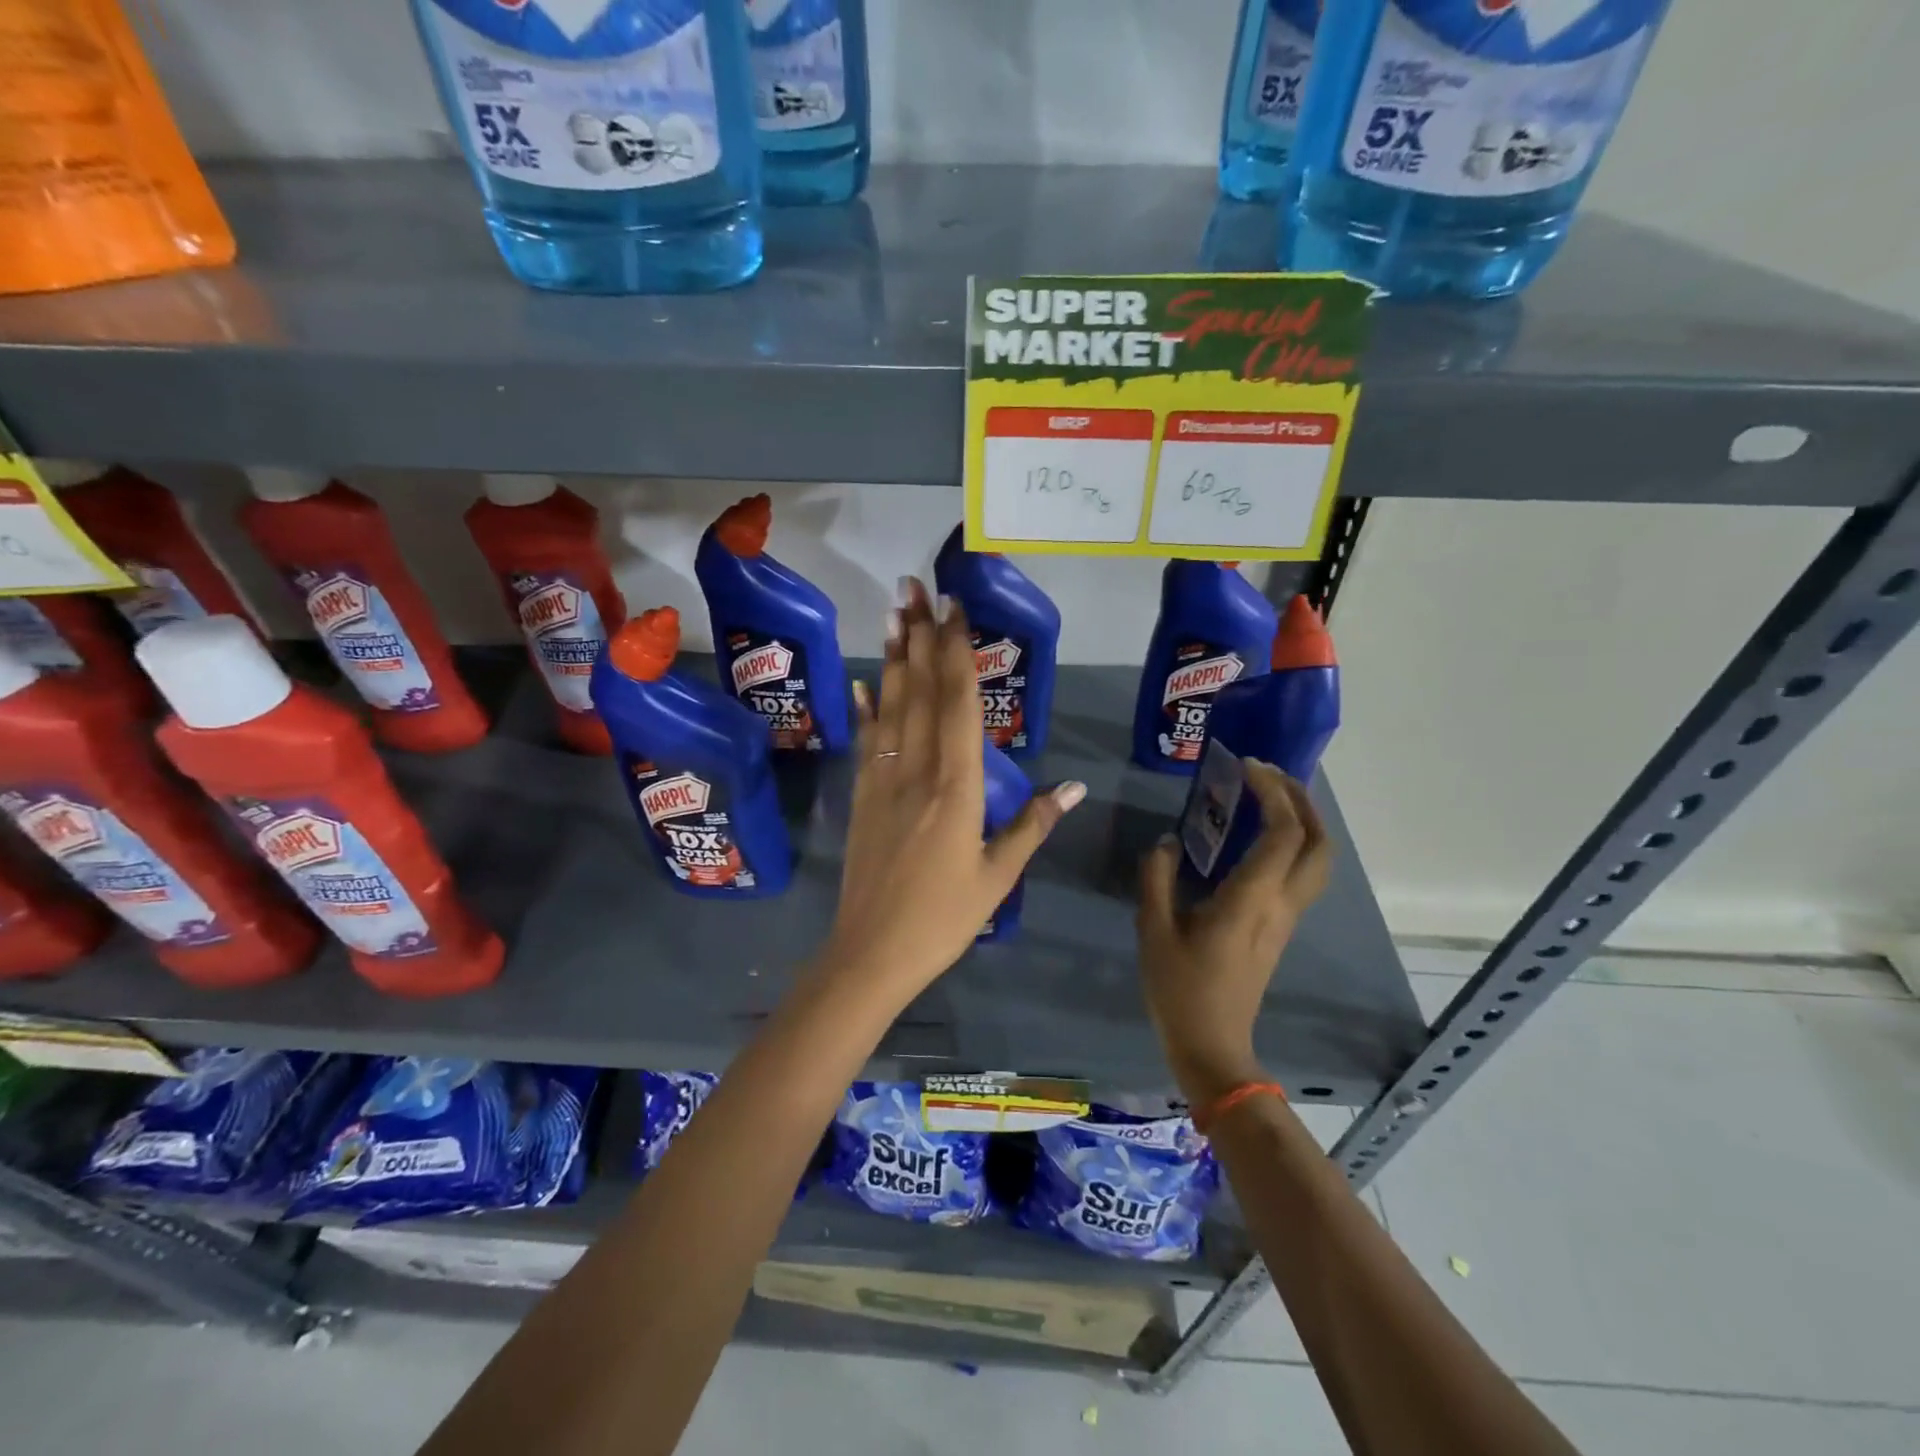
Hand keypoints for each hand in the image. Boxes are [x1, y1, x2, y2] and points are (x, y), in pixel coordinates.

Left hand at [815, 578, 1084, 1007]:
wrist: (871, 952)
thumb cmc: (944, 919)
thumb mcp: (998, 876)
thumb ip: (1033, 825)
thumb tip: (1075, 787)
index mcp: (957, 787)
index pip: (959, 705)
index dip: (957, 653)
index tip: (956, 610)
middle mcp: (918, 771)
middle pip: (920, 691)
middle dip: (919, 636)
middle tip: (913, 586)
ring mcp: (883, 780)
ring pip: (891, 707)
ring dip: (892, 657)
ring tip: (891, 613)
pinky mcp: (862, 796)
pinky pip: (867, 741)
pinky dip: (866, 708)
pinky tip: (862, 682)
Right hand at [1137, 761, 1331, 1105]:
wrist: (1212, 1046)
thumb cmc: (1180, 989)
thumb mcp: (1154, 929)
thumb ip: (1158, 877)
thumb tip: (1168, 842)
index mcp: (1252, 899)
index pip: (1284, 833)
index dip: (1274, 793)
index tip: (1248, 767)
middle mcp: (1281, 904)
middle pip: (1319, 842)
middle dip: (1302, 800)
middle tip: (1269, 774)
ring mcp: (1286, 918)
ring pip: (1318, 860)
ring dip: (1303, 820)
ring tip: (1268, 796)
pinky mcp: (1280, 928)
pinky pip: (1301, 873)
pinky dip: (1293, 842)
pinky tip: (1258, 836)